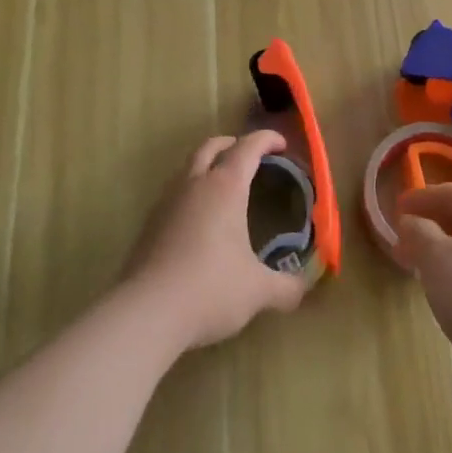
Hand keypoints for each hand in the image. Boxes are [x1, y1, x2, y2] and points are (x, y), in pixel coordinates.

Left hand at [124, 131, 310, 352]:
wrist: (146, 312)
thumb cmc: (210, 289)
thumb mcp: (258, 291)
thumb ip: (286, 287)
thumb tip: (304, 287)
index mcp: (225, 187)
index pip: (248, 147)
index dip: (266, 140)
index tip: (282, 144)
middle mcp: (195, 184)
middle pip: (211, 146)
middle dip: (233, 144)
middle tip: (251, 156)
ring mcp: (167, 202)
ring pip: (188, 167)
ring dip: (208, 166)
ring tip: (225, 187)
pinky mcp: (150, 224)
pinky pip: (175, 193)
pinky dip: (192, 192)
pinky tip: (200, 220)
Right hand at [394, 183, 451, 393]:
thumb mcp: (437, 261)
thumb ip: (419, 233)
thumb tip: (412, 221)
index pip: (450, 191)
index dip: (420, 198)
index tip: (394, 209)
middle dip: (431, 226)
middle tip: (403, 243)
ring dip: (445, 251)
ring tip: (421, 269)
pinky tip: (451, 294)